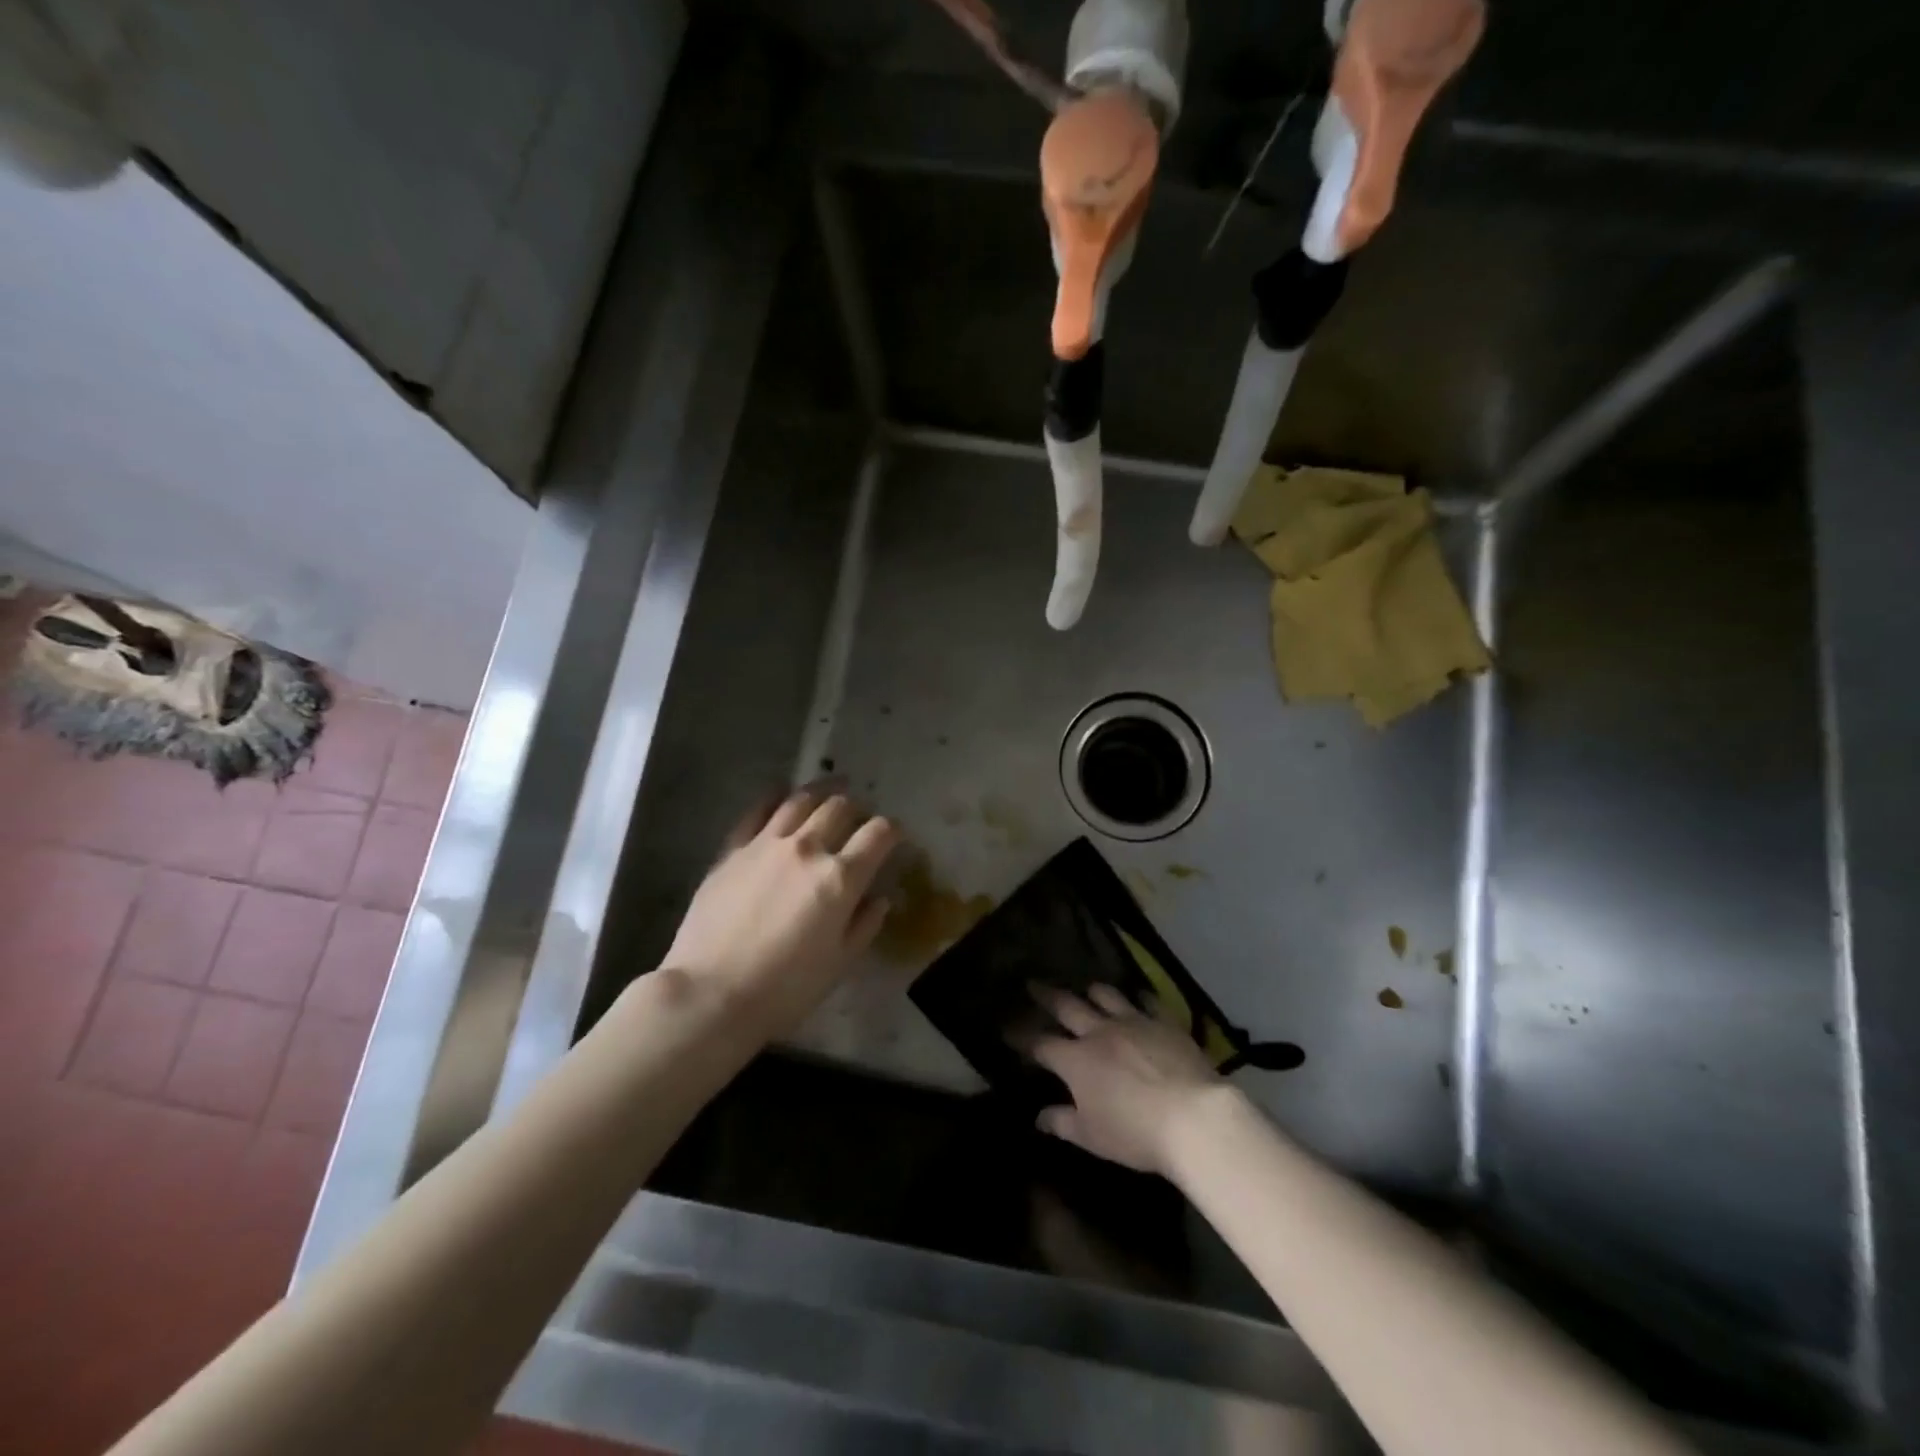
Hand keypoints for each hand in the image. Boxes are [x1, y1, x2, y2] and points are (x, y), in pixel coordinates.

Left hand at [662, 787, 898, 1038]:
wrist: (711, 993)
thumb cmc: (784, 989)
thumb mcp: (839, 963)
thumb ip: (865, 925)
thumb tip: (880, 898)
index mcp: (840, 878)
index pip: (878, 834)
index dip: (892, 830)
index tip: (895, 835)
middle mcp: (808, 849)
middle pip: (840, 808)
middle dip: (857, 808)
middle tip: (859, 816)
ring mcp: (767, 844)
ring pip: (801, 800)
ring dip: (821, 792)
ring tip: (830, 789)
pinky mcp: (733, 849)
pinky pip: (758, 810)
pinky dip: (775, 797)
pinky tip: (781, 794)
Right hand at [1032, 984, 1231, 1175]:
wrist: (1193, 1116)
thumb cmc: (1135, 1133)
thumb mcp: (1092, 1136)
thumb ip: (1063, 1122)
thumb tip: (1039, 1116)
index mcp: (1076, 1060)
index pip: (1040, 1043)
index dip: (1021, 1036)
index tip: (1007, 1029)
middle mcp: (1099, 1032)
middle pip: (1067, 1006)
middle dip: (1046, 996)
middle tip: (1033, 984)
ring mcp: (1133, 1022)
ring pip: (1106, 996)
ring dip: (1092, 991)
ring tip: (1086, 988)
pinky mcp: (1164, 1022)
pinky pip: (1148, 1002)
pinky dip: (1139, 998)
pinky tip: (1139, 997)